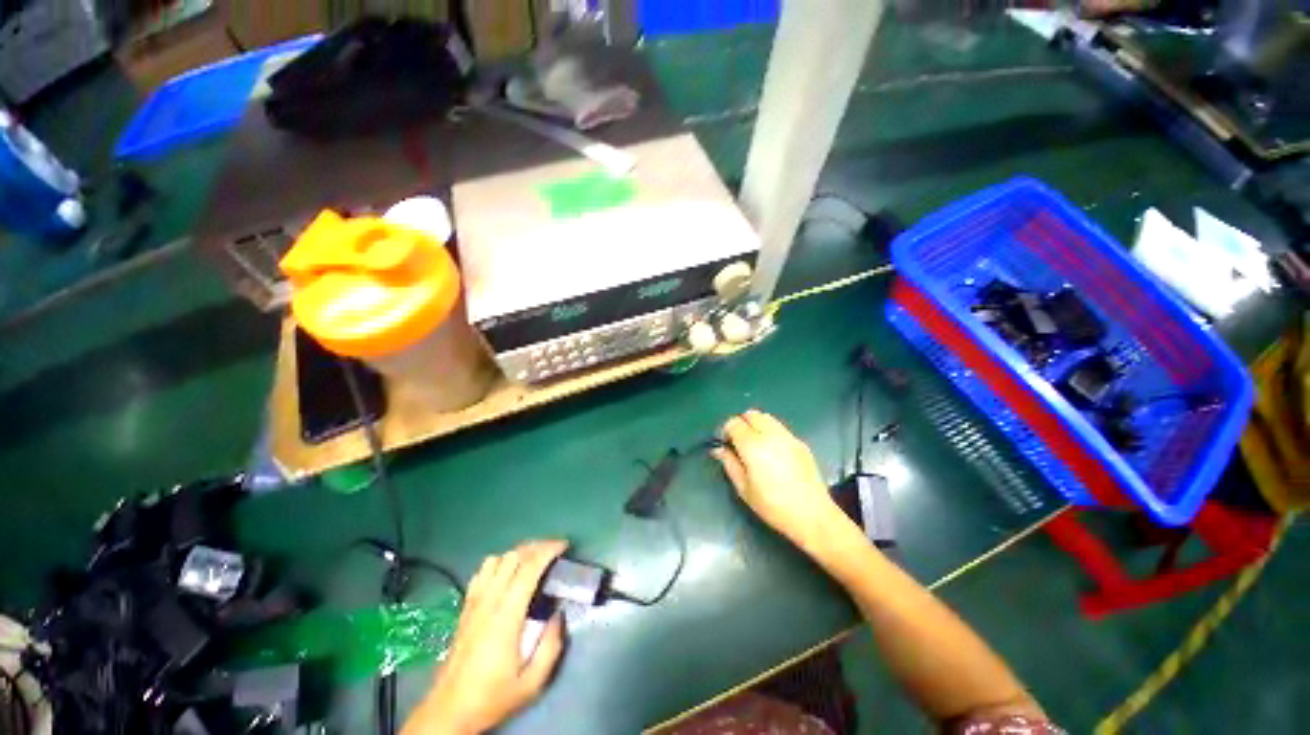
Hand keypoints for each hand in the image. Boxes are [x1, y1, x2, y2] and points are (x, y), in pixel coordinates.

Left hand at [403, 540, 568, 734]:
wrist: (449, 710)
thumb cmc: (492, 696)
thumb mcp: (532, 682)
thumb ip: (551, 646)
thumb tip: (559, 614)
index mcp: (507, 615)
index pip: (529, 567)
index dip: (548, 550)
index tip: (565, 546)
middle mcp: (489, 600)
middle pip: (514, 555)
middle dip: (538, 546)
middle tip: (555, 552)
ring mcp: (474, 602)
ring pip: (497, 559)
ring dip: (518, 554)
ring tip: (534, 561)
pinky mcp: (465, 606)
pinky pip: (482, 572)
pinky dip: (499, 563)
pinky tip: (508, 575)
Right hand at [713, 410, 850, 552]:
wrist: (812, 515)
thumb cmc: (773, 506)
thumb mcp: (743, 489)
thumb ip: (729, 463)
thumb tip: (719, 449)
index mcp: (753, 446)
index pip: (734, 423)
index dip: (726, 431)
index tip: (725, 444)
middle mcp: (770, 435)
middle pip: (750, 414)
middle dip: (741, 424)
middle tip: (739, 442)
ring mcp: (788, 436)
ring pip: (766, 417)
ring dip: (756, 425)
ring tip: (755, 444)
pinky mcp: (800, 442)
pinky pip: (780, 428)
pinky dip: (771, 432)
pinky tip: (772, 451)